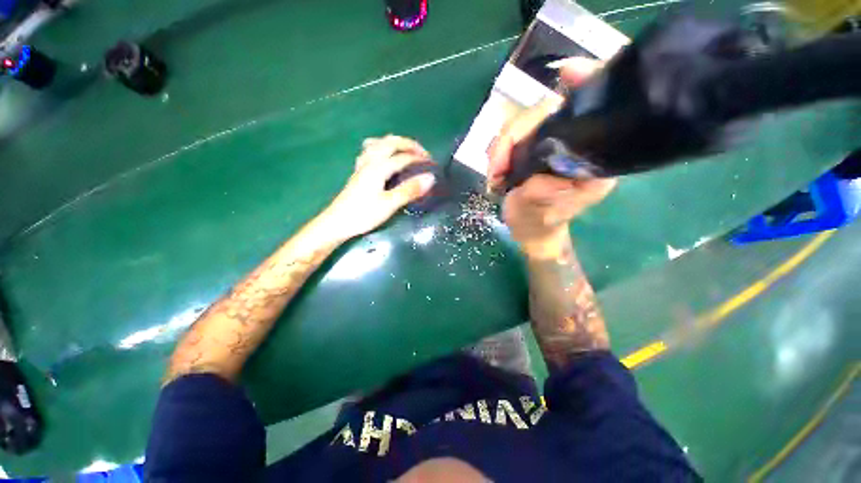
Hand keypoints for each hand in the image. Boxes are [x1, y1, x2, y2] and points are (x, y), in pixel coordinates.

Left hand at [324, 135, 435, 239]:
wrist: (337, 222)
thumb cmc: (363, 214)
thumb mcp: (389, 204)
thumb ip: (409, 190)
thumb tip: (430, 178)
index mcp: (378, 168)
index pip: (403, 157)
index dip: (419, 159)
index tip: (433, 164)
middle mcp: (370, 161)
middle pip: (390, 143)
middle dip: (408, 144)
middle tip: (423, 153)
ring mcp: (362, 165)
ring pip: (378, 143)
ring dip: (394, 143)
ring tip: (405, 150)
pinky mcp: (358, 172)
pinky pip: (370, 151)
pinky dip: (381, 147)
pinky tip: (383, 156)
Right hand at [487, 58, 615, 256]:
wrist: (530, 229)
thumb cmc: (539, 224)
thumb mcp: (541, 215)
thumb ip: (542, 194)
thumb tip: (540, 169)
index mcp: (593, 158)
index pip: (597, 111)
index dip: (587, 83)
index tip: (566, 72)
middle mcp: (577, 143)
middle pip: (548, 112)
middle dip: (515, 135)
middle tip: (495, 166)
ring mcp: (553, 142)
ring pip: (525, 122)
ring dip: (502, 146)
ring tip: (494, 174)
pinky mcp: (534, 146)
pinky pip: (513, 135)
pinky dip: (499, 150)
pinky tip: (495, 169)